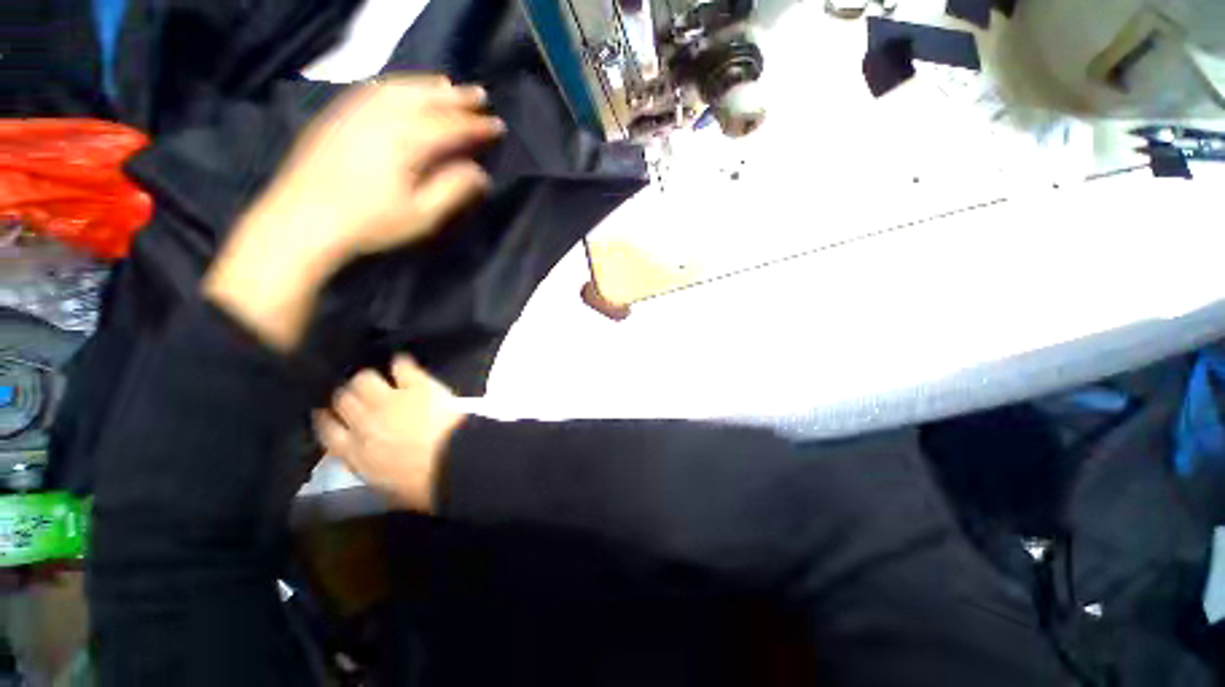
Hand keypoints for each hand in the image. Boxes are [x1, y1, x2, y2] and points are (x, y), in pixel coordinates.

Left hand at [204, 75, 505, 350]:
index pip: (452, 127)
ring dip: (429, 85)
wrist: (302, 219)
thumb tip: (481, 173)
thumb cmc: (369, 223)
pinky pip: (375, 89)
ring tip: (449, 84)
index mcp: (407, 141)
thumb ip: (453, 190)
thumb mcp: (422, 216)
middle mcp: (383, 116)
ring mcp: (356, 110)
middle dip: (458, 97)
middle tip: (481, 95)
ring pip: (400, 87)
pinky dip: (398, 84)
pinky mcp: (338, 114)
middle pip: (428, 99)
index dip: (477, 126)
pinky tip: (404, 88)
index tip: (498, 126)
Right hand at [314, 356, 467, 511]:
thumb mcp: (387, 487)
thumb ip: (370, 467)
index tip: (328, 414)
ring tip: (381, 381)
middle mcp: (364, 423)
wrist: (455, 463)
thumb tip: (367, 458)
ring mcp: (391, 400)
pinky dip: (402, 364)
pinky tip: (403, 364)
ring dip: (370, 379)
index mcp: (354, 454)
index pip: (327, 430)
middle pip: (343, 399)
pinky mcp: (417, 386)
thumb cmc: (425, 484)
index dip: (328, 419)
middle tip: (362, 396)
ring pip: (365, 379)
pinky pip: (402, 367)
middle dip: (349, 396)